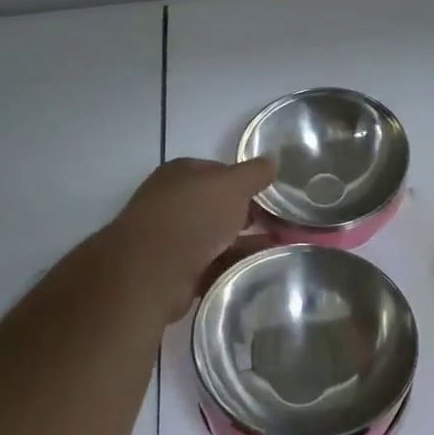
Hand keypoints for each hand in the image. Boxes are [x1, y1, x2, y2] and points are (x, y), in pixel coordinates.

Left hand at [110, 157, 276, 321]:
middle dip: (250, 215)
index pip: (222, 172)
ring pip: (218, 237)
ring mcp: (172, 238)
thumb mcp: (232, 185)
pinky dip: (233, 266)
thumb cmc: (192, 216)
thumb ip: (254, 173)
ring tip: (280, 249)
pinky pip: (213, 265)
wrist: (151, 272)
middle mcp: (174, 202)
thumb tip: (272, 162)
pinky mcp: (175, 271)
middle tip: (282, 225)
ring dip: (246, 243)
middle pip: (220, 206)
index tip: (274, 197)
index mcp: (182, 174)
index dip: (248, 183)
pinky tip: (258, 270)